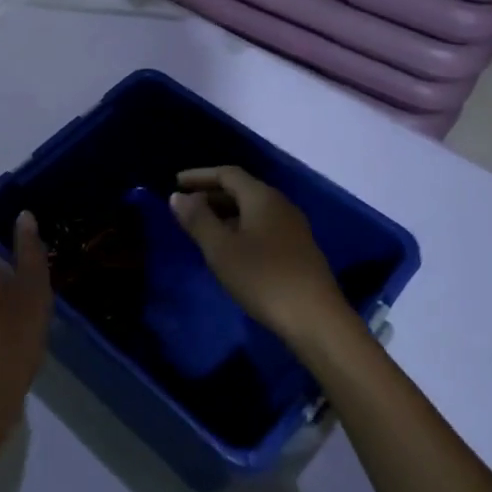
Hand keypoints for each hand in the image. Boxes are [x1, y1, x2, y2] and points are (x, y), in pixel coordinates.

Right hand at [170, 167, 355, 357]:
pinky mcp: (297, 249)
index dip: (199, 176)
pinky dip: (240, 227)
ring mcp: (292, 227)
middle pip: (241, 189)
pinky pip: (262, 226)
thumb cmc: (262, 278)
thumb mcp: (221, 249)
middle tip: (185, 206)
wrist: (315, 318)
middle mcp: (280, 204)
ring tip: (202, 227)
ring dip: (225, 213)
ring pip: (252, 209)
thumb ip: (198, 219)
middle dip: (211, 194)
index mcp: (262, 197)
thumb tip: (178, 196)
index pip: (227, 174)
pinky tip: (229, 248)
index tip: (175, 182)